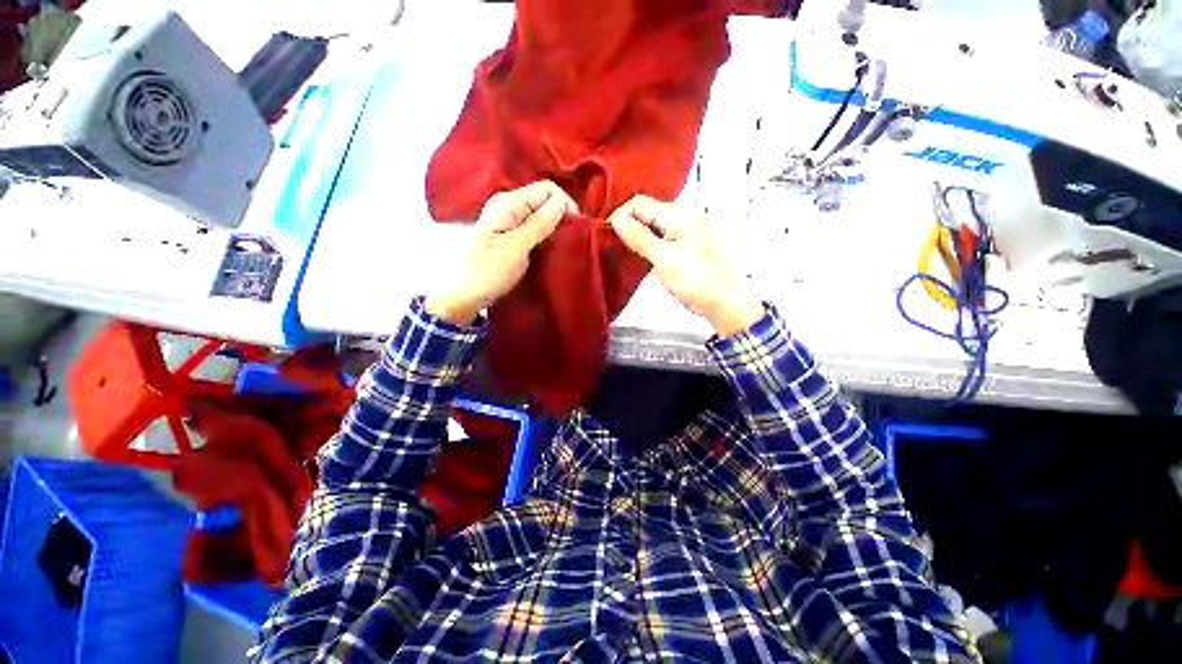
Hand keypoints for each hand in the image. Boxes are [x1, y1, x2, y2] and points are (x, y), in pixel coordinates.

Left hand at [427, 181, 576, 324]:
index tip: (576, 227)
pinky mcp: (509, 233)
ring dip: (554, 225)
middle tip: (571, 237)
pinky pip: (533, 225)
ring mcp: (507, 219)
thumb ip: (539, 224)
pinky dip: (545, 233)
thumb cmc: (489, 271)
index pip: (546, 188)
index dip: (565, 203)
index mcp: (507, 203)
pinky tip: (549, 246)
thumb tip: (562, 203)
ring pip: (540, 213)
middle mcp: (507, 205)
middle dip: (561, 214)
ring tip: (563, 243)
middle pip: (543, 198)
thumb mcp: (517, 248)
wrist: (466, 294)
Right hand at [609, 195, 763, 337]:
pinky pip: (657, 238)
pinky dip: (645, 244)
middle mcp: (680, 216)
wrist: (719, 301)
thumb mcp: (663, 257)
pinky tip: (635, 254)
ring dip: (635, 235)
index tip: (607, 235)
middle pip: (645, 212)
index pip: (640, 203)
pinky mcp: (680, 246)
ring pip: (650, 226)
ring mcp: (682, 232)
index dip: (621, 215)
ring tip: (620, 250)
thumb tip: (615, 219)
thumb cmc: (692, 278)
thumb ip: (639, 237)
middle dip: (627, 225)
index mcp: (678, 213)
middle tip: (611, 244)